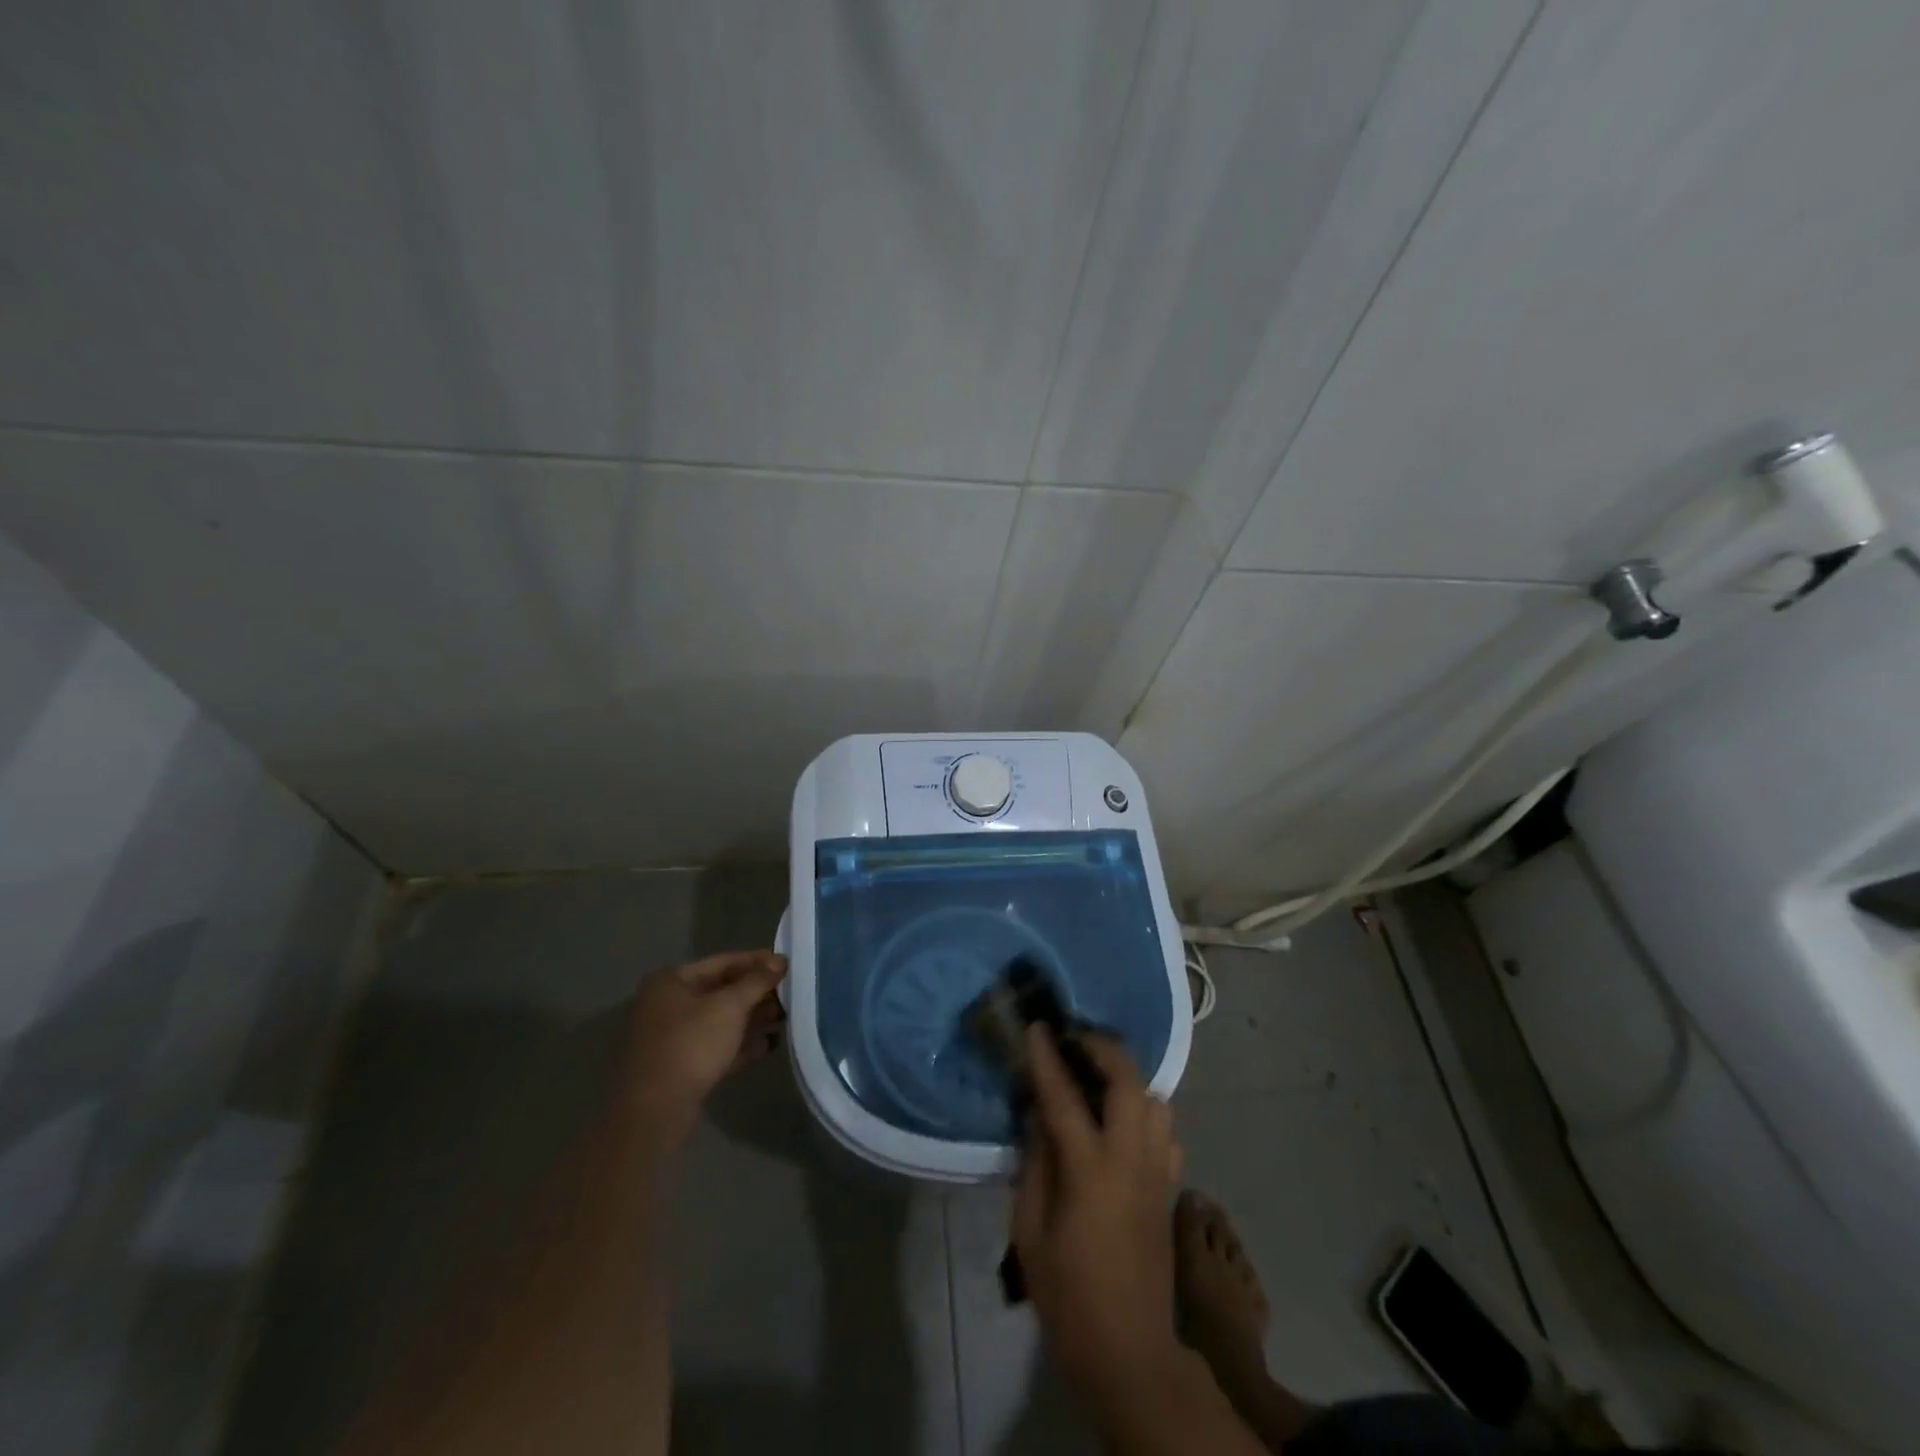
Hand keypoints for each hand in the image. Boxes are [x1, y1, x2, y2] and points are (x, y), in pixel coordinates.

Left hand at [620, 950, 786, 1138]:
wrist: (657, 1109)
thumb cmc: (692, 1043)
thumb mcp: (730, 1006)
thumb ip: (757, 981)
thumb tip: (780, 961)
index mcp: (672, 980)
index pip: (723, 962)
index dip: (758, 961)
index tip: (787, 965)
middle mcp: (668, 1004)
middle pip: (722, 991)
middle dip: (757, 993)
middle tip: (791, 993)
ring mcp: (673, 1036)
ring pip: (721, 1020)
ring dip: (753, 1019)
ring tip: (786, 1018)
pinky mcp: (681, 1066)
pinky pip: (716, 1046)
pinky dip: (741, 1044)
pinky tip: (769, 1045)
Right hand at [1011, 1027, 1184, 1404]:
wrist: (1130, 1351)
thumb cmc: (1068, 1295)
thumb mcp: (1030, 1232)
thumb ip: (1034, 1165)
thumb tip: (1037, 1116)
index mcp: (1090, 1172)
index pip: (1065, 1097)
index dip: (1048, 1058)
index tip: (1038, 1027)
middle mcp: (1131, 1160)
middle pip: (1129, 1082)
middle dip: (1104, 1049)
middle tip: (1076, 1040)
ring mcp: (1158, 1173)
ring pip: (1156, 1101)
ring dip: (1128, 1078)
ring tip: (1098, 1078)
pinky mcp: (1170, 1189)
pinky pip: (1166, 1131)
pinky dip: (1146, 1112)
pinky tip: (1122, 1124)